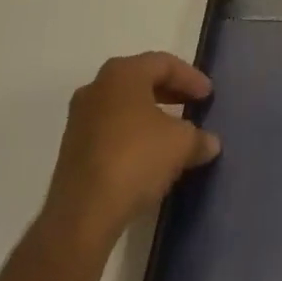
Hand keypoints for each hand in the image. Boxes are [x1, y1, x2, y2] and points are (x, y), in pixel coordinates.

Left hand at [39, 53, 220, 246]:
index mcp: (123, 73)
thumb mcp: (180, 144)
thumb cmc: (135, 160)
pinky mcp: (70, 151)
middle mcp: (97, 87)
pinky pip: (109, 131)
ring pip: (123, 107)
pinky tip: (147, 156)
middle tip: (192, 105)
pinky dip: (131, 136)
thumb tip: (210, 143)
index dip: (191, 78)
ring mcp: (79, 119)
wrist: (81, 217)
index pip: (165, 64)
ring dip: (149, 116)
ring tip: (172, 133)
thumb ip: (199, 137)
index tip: (208, 95)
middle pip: (141, 81)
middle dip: (170, 93)